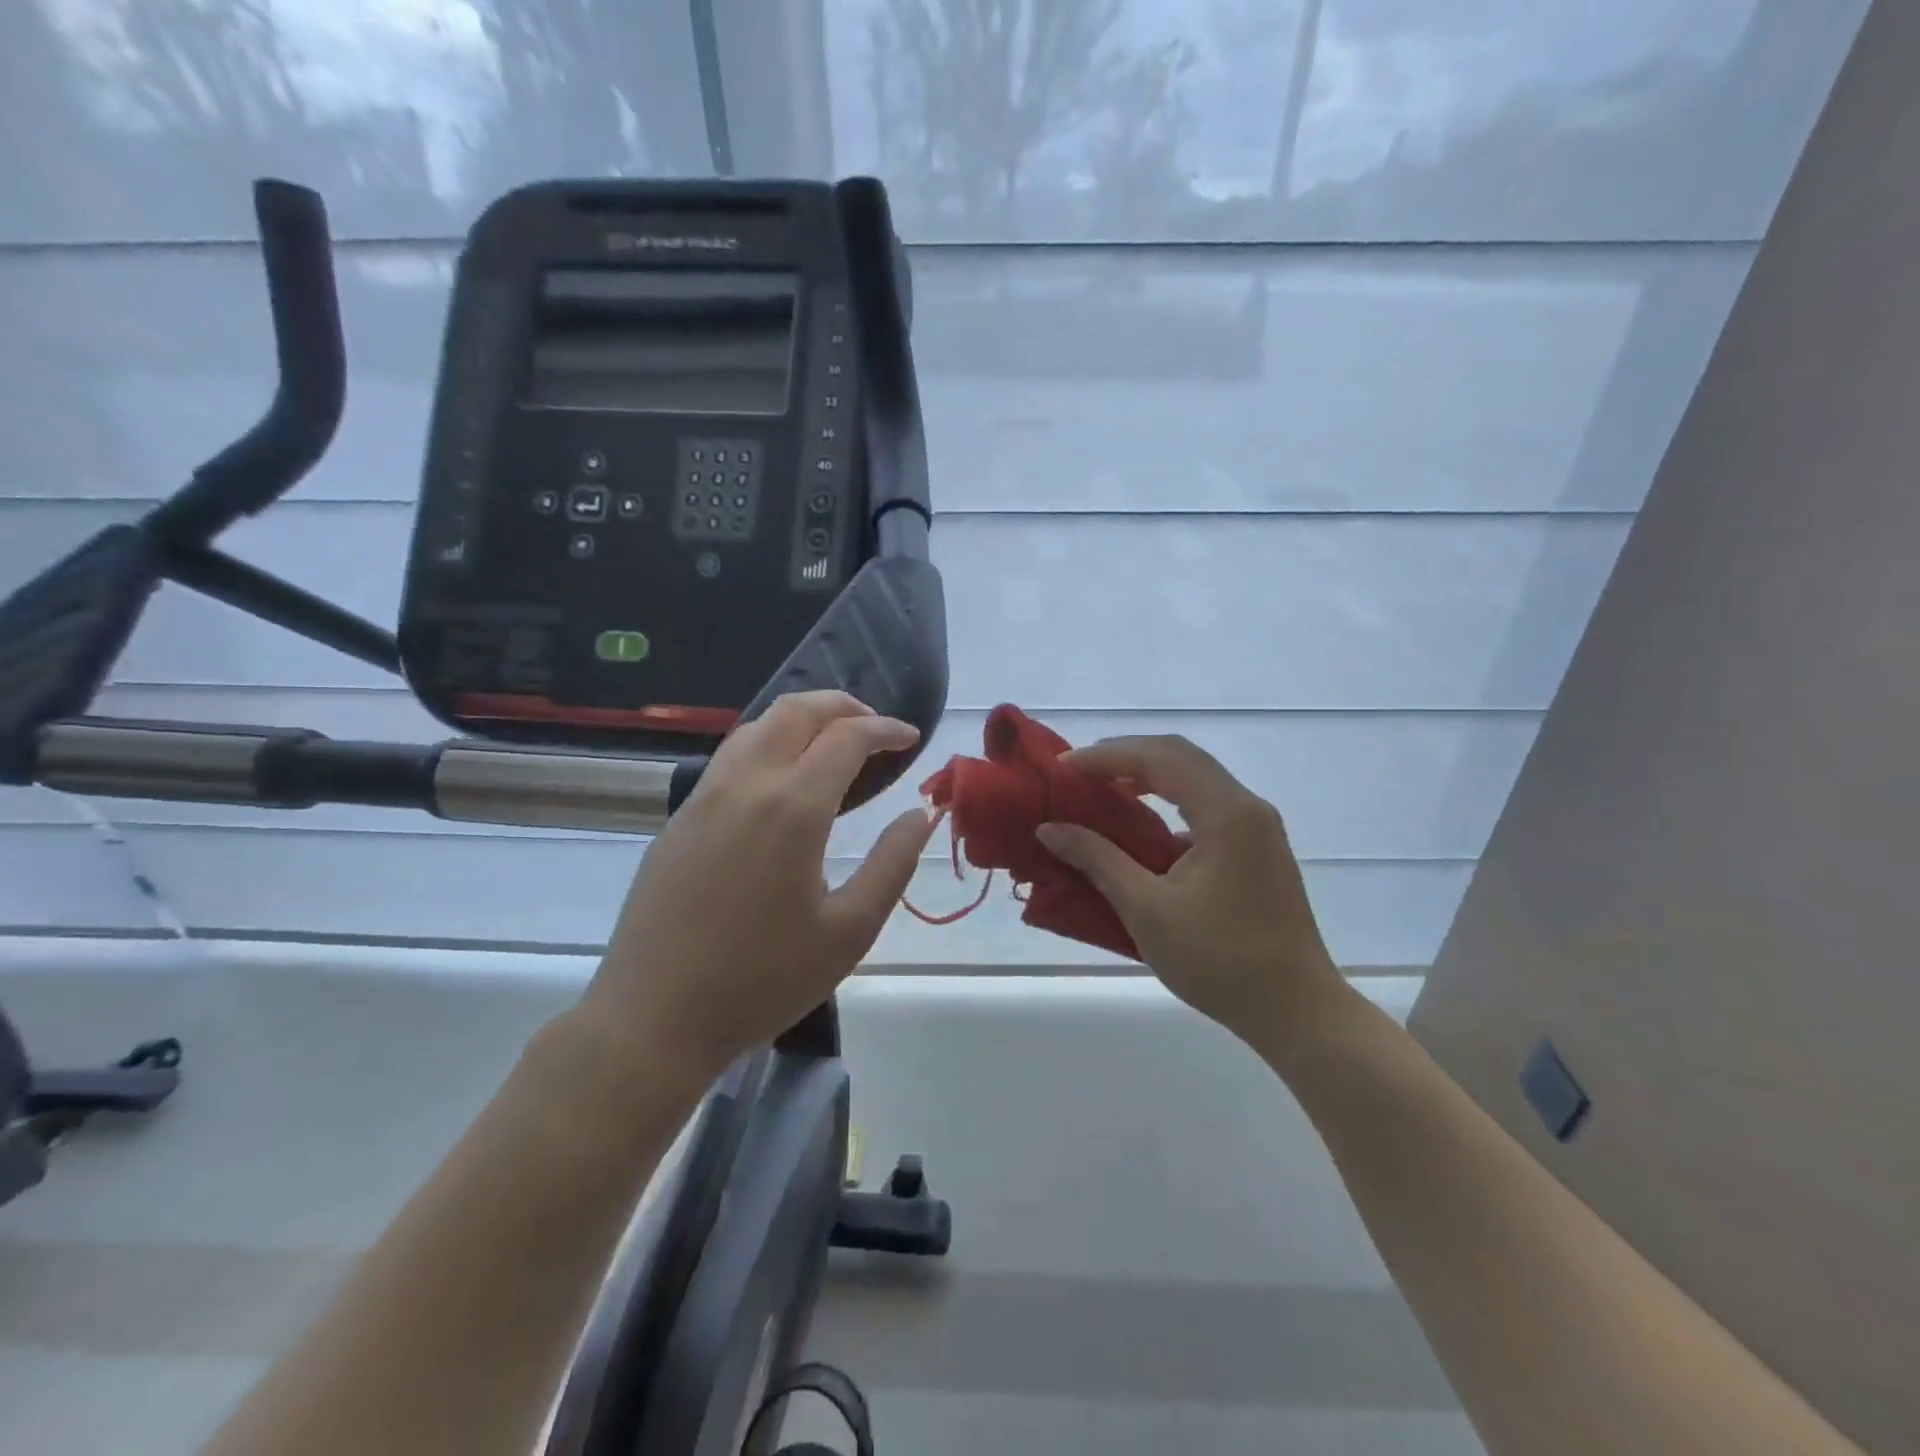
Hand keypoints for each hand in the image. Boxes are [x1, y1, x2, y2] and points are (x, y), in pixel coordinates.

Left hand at [575, 691, 936, 1096]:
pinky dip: (769, 744)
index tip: (911, 739)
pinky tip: (783, 783)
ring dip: (803, 720)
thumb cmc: (762, 980)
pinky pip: (731, 756)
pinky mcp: (680, 817)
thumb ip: (892, 864)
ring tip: (833, 748)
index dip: (886, 729)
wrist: (653, 1018)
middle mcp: (746, 784)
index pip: (847, 737)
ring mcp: (704, 797)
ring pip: (758, 726)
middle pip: (796, 710)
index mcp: (792, 808)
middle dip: (844, 706)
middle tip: (876, 730)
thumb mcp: (848, 931)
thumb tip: (920, 815)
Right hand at [1035, 736, 1343, 1042]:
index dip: (1106, 756)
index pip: (1160, 758)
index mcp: (1226, 813)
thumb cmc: (1220, 961)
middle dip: (1125, 756)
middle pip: (1180, 756)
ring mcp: (1257, 827)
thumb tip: (1049, 829)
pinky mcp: (1257, 848)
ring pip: (1196, 777)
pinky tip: (1142, 824)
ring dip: (1148, 775)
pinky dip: (1168, 799)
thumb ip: (1097, 860)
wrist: (1296, 1011)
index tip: (1062, 767)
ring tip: (1102, 789)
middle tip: (1078, 771)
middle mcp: (1247, 807)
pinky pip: (1206, 803)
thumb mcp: (1147, 910)